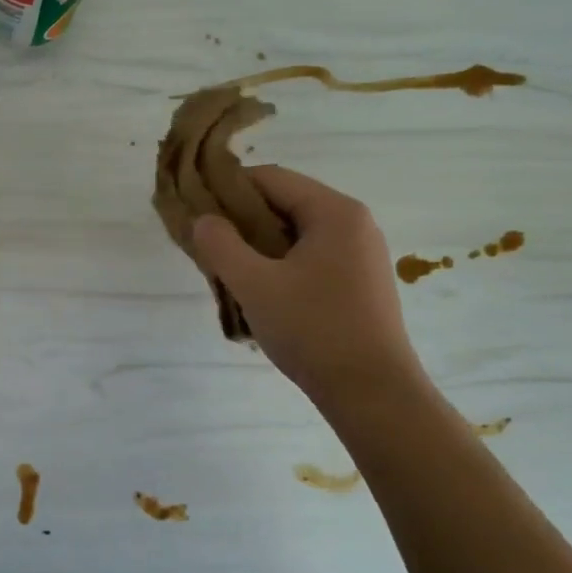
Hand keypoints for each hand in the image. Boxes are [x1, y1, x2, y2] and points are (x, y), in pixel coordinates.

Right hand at [190, 166, 427, 419]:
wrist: (373, 393)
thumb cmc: (313, 330)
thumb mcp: (255, 285)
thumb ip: (221, 245)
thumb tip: (203, 220)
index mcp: (334, 212)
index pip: (271, 178)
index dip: (228, 189)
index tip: (198, 213)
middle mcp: (355, 223)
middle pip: (285, 203)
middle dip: (244, 221)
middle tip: (211, 248)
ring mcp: (362, 254)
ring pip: (297, 233)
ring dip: (261, 247)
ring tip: (233, 275)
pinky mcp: (363, 282)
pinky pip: (313, 257)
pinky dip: (283, 265)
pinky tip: (265, 294)